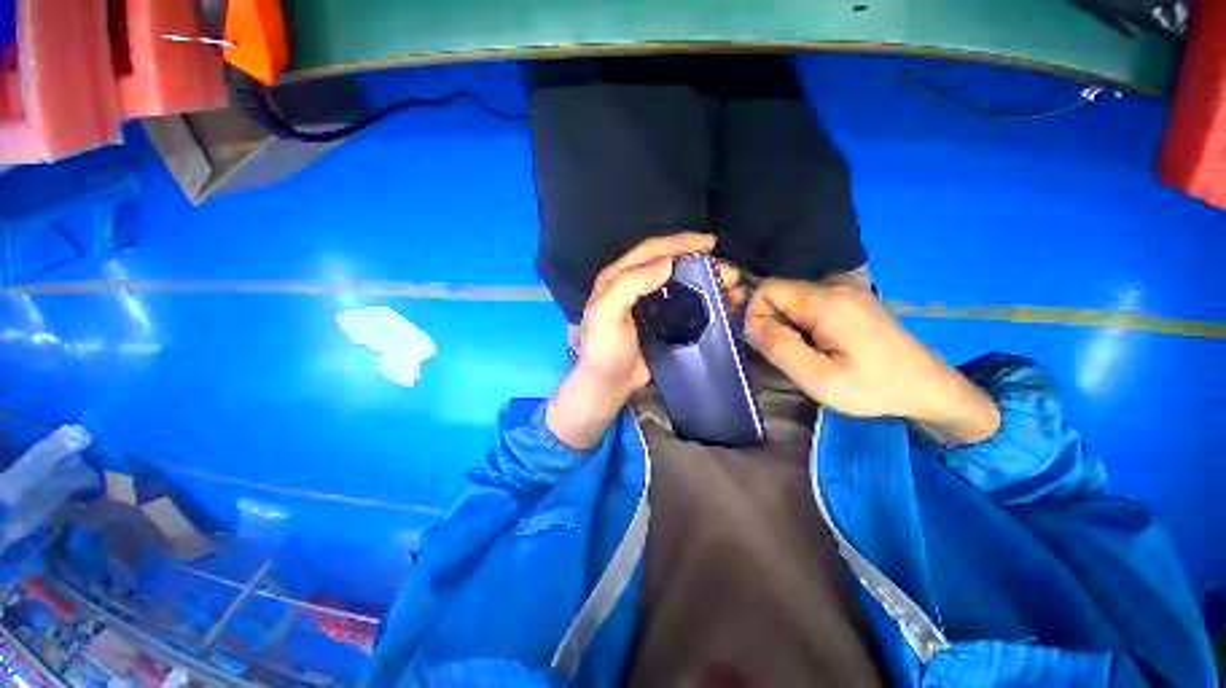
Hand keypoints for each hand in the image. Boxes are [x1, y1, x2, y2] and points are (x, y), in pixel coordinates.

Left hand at [547, 233, 724, 448]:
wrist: (609, 382)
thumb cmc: (604, 348)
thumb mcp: (606, 313)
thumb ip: (630, 284)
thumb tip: (667, 263)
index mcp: (618, 277)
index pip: (650, 251)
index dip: (678, 242)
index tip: (709, 243)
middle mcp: (635, 285)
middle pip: (669, 263)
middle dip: (698, 261)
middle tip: (725, 269)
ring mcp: (650, 303)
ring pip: (680, 282)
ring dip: (705, 280)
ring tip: (729, 285)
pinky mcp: (662, 321)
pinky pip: (685, 303)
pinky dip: (703, 300)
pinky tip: (719, 303)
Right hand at [744, 280, 999, 444]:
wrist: (927, 386)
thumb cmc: (873, 387)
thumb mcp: (819, 379)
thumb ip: (779, 348)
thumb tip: (750, 323)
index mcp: (826, 302)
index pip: (767, 290)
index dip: (755, 315)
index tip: (768, 345)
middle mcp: (834, 286)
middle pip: (778, 293)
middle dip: (772, 323)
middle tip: (790, 356)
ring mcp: (845, 290)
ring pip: (791, 299)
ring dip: (786, 325)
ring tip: (806, 354)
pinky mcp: (850, 299)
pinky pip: (807, 304)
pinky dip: (801, 323)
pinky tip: (819, 346)